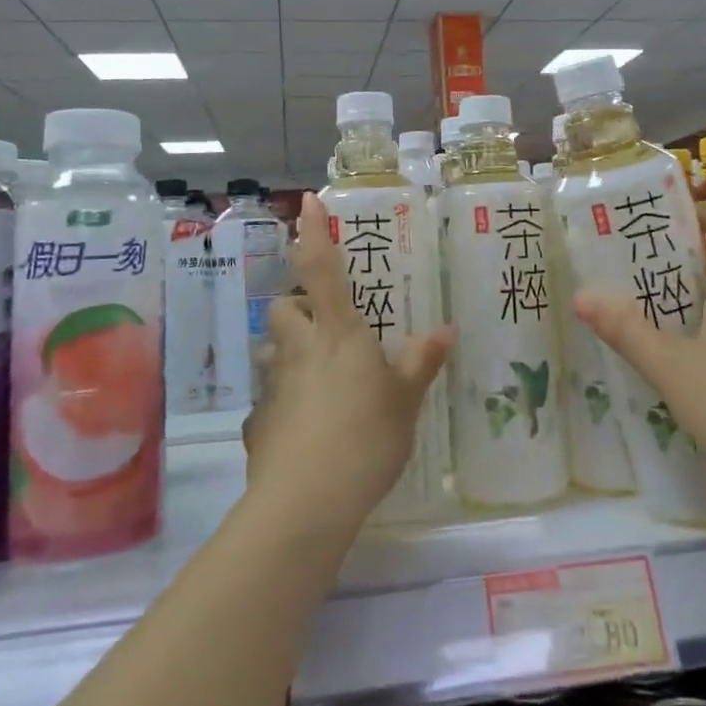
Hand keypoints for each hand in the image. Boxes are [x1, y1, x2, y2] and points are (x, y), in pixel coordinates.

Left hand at [242, 193, 453, 526]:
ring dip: (288, 352)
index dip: (313, 233)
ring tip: (316, 378)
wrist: (306, 502)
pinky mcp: (258, 421)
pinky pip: (269, 398)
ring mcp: (273, 385)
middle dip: (297, 306)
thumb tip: (447, 328)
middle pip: (284, 308)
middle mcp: (299, 349)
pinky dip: (284, 402)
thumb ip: (421, 362)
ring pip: (272, 351)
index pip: (321, 269)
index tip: (306, 202)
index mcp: (338, 334)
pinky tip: (305, 428)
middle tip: (325, 326)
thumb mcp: (405, 401)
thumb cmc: (365, 438)